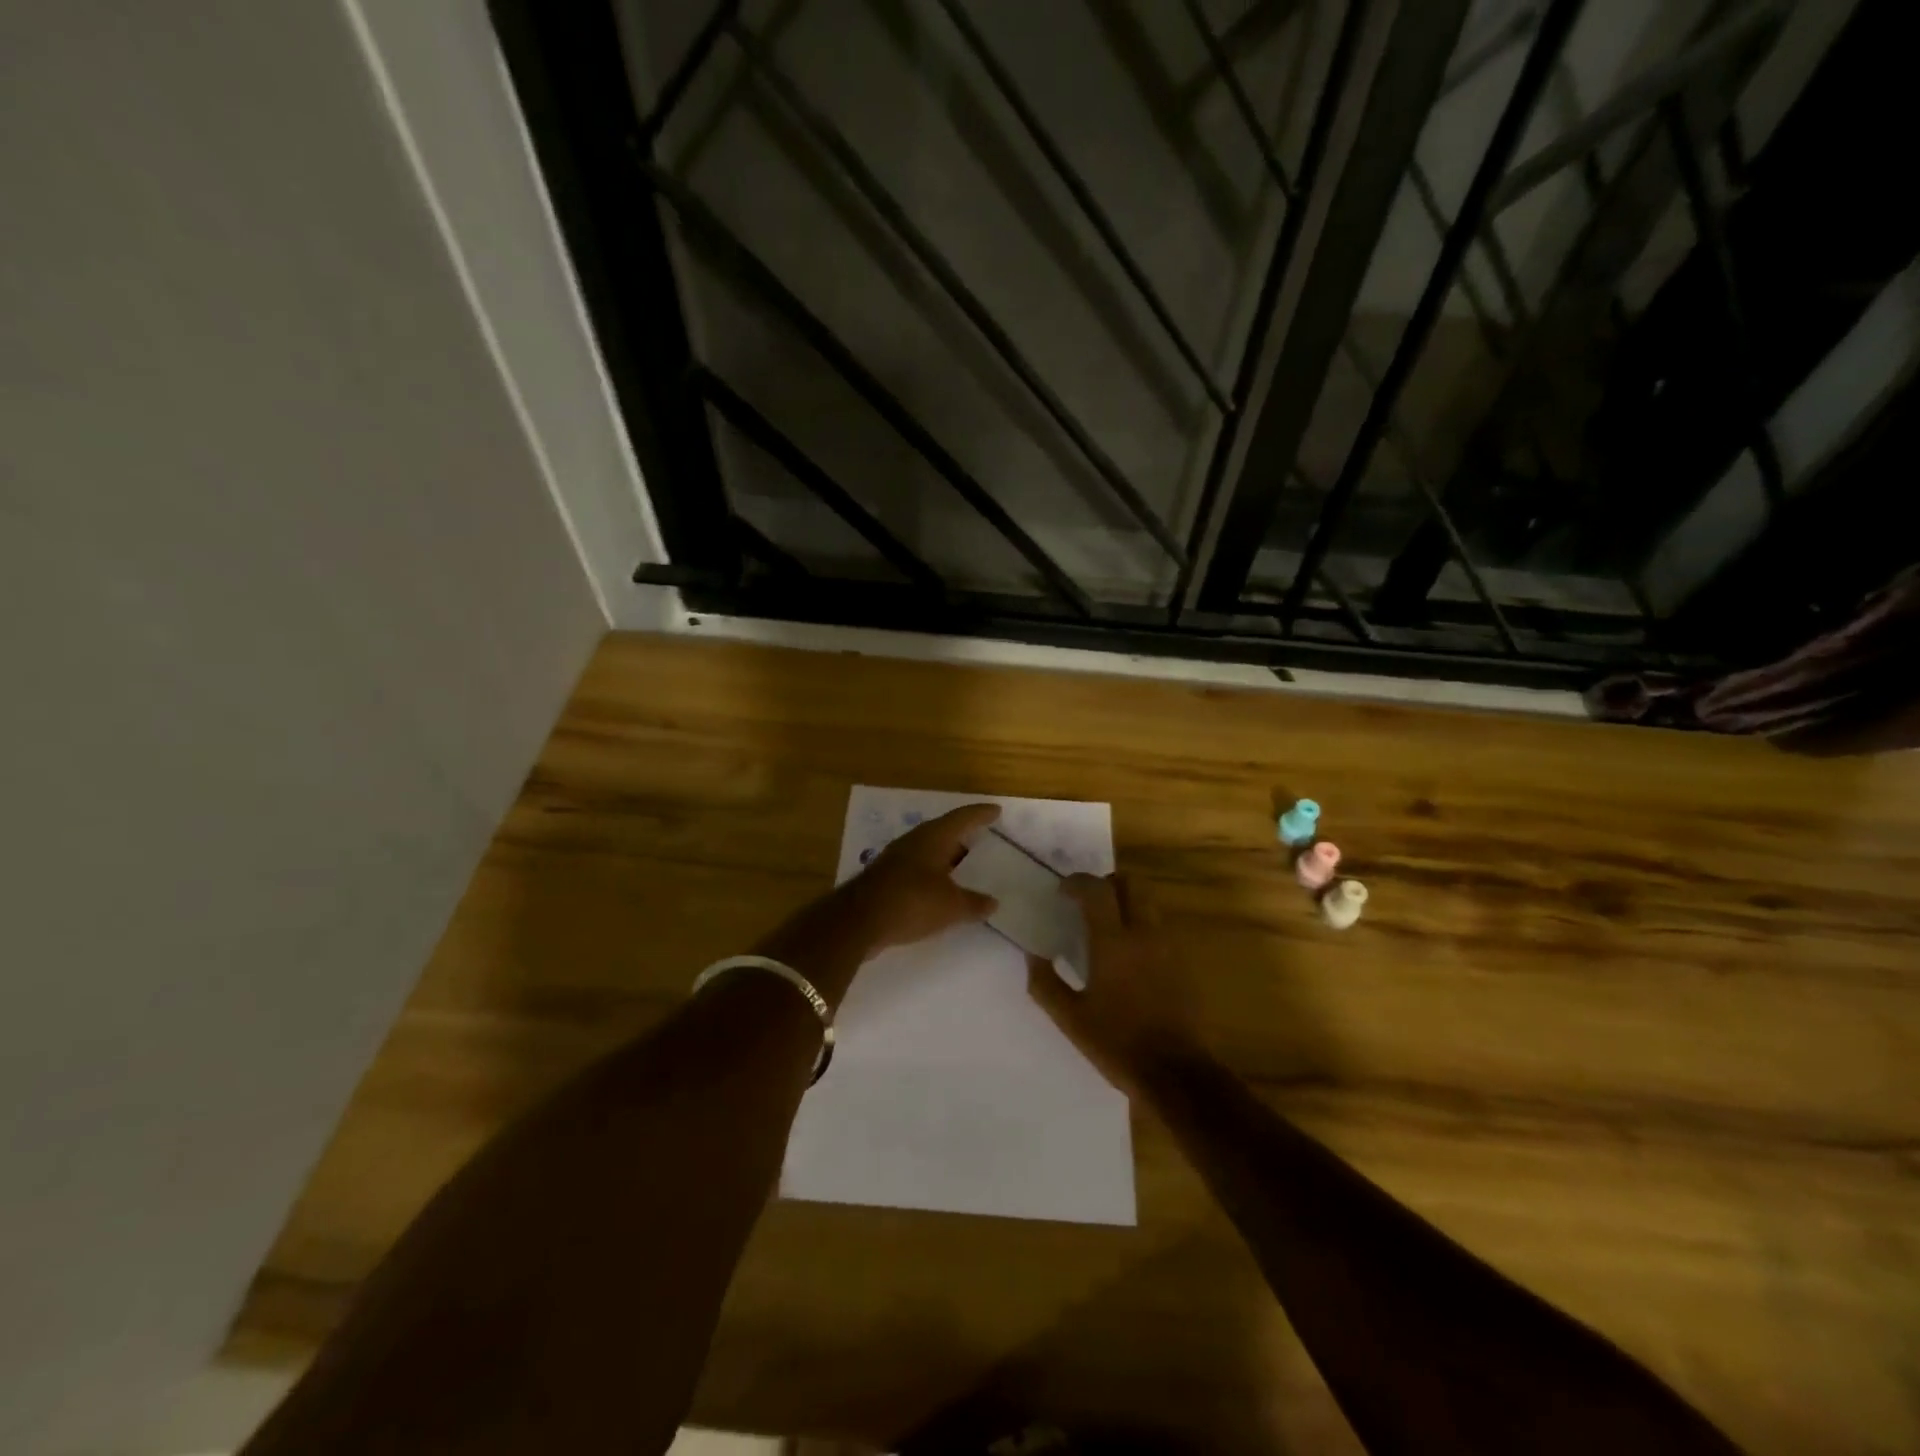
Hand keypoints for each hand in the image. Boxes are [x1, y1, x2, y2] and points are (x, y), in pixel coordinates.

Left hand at [842, 802, 1001, 952]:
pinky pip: (917, 868)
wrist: (857, 921)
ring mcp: (896, 858)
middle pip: (944, 831)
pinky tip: (940, 888)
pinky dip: (933, 874)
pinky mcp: (885, 877)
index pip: (963, 817)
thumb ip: (974, 903)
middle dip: (963, 835)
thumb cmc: (911, 902)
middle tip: (983, 838)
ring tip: (965, 865)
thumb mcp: (951, 906)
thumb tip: (993, 903)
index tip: (996, 811)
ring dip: (946, 856)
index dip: (981, 814)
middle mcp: (914, 841)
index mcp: (933, 837)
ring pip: (929, 850)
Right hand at [1028, 873, 1197, 1095]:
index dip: (1077, 882)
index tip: (1062, 891)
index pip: (1096, 890)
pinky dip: (1141, 922)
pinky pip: (1159, 924)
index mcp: (1113, 943)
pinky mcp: (1182, 961)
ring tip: (1107, 924)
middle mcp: (1144, 934)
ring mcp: (1168, 945)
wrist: (1175, 1072)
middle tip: (1087, 901)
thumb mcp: (1070, 1019)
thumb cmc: (1117, 1043)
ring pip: (1148, 901)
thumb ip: (1046, 983)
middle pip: (1130, 884)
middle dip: (1106, 884)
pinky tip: (1128, 951)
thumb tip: (1033, 954)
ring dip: (1126, 901)